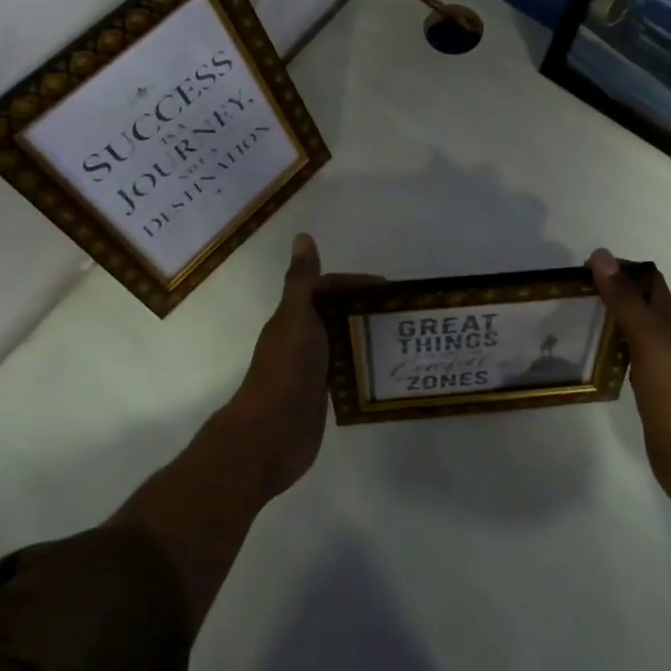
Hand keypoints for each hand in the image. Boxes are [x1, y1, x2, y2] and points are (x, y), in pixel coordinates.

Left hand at [219, 234, 376, 499]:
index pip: (326, 288)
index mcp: (293, 317)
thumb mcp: (296, 318)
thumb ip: (302, 280)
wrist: (271, 434)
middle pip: (335, 314)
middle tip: (399, 313)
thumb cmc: (286, 369)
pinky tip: (384, 368)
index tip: (386, 288)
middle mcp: (300, 339)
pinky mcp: (319, 395)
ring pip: (341, 343)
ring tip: (399, 337)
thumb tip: (302, 236)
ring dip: (365, 336)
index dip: (353, 284)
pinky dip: (362, 365)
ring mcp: (310, 368)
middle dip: (364, 309)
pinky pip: (345, 371)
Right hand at [588, 248, 670, 533]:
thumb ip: (624, 300)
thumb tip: (601, 254)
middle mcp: (663, 340)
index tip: (580, 266)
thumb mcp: (649, 339)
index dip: (620, 268)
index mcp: (667, 322)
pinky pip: (622, 363)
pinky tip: (583, 359)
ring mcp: (656, 370)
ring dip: (603, 322)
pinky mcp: (647, 396)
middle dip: (605, 293)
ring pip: (627, 334)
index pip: (647, 281)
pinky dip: (603, 354)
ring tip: (565, 319)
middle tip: (563, 294)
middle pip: (635, 306)